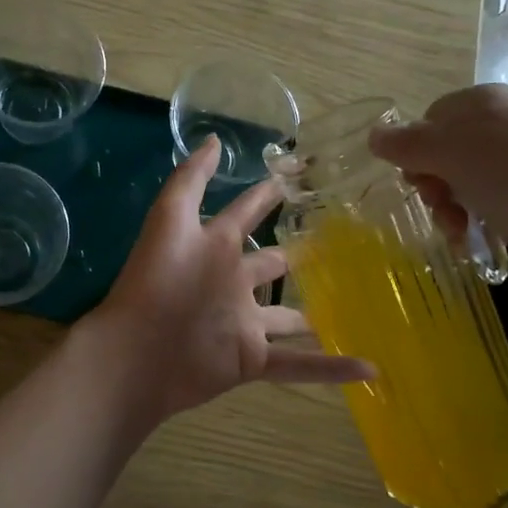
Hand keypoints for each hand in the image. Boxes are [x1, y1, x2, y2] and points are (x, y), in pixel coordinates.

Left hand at [80, 134, 371, 422]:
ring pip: (289, 317)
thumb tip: (217, 139)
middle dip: (297, 257)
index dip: (265, 197)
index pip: (246, 213)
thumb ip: (192, 179)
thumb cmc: (156, 280)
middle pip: (271, 266)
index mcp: (216, 247)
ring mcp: (245, 323)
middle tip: (338, 246)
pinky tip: (370, 366)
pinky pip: (298, 364)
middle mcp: (234, 282)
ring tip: (356, 307)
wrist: (137, 351)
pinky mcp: (251, 359)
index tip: (293, 179)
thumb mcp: (170, 219)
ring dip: (316, 316)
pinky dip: (332, 368)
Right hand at [369, 85, 507, 277]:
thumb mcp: (452, 157)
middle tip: (445, 215)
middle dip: (436, 190)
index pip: (426, 123)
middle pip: (446, 155)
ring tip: (466, 237)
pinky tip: (491, 238)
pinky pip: (499, 199)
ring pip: (470, 182)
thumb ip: (407, 145)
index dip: (415, 157)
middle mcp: (504, 121)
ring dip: (457, 211)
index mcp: (480, 103)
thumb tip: (374, 134)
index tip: (420, 187)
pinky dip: (488, 219)